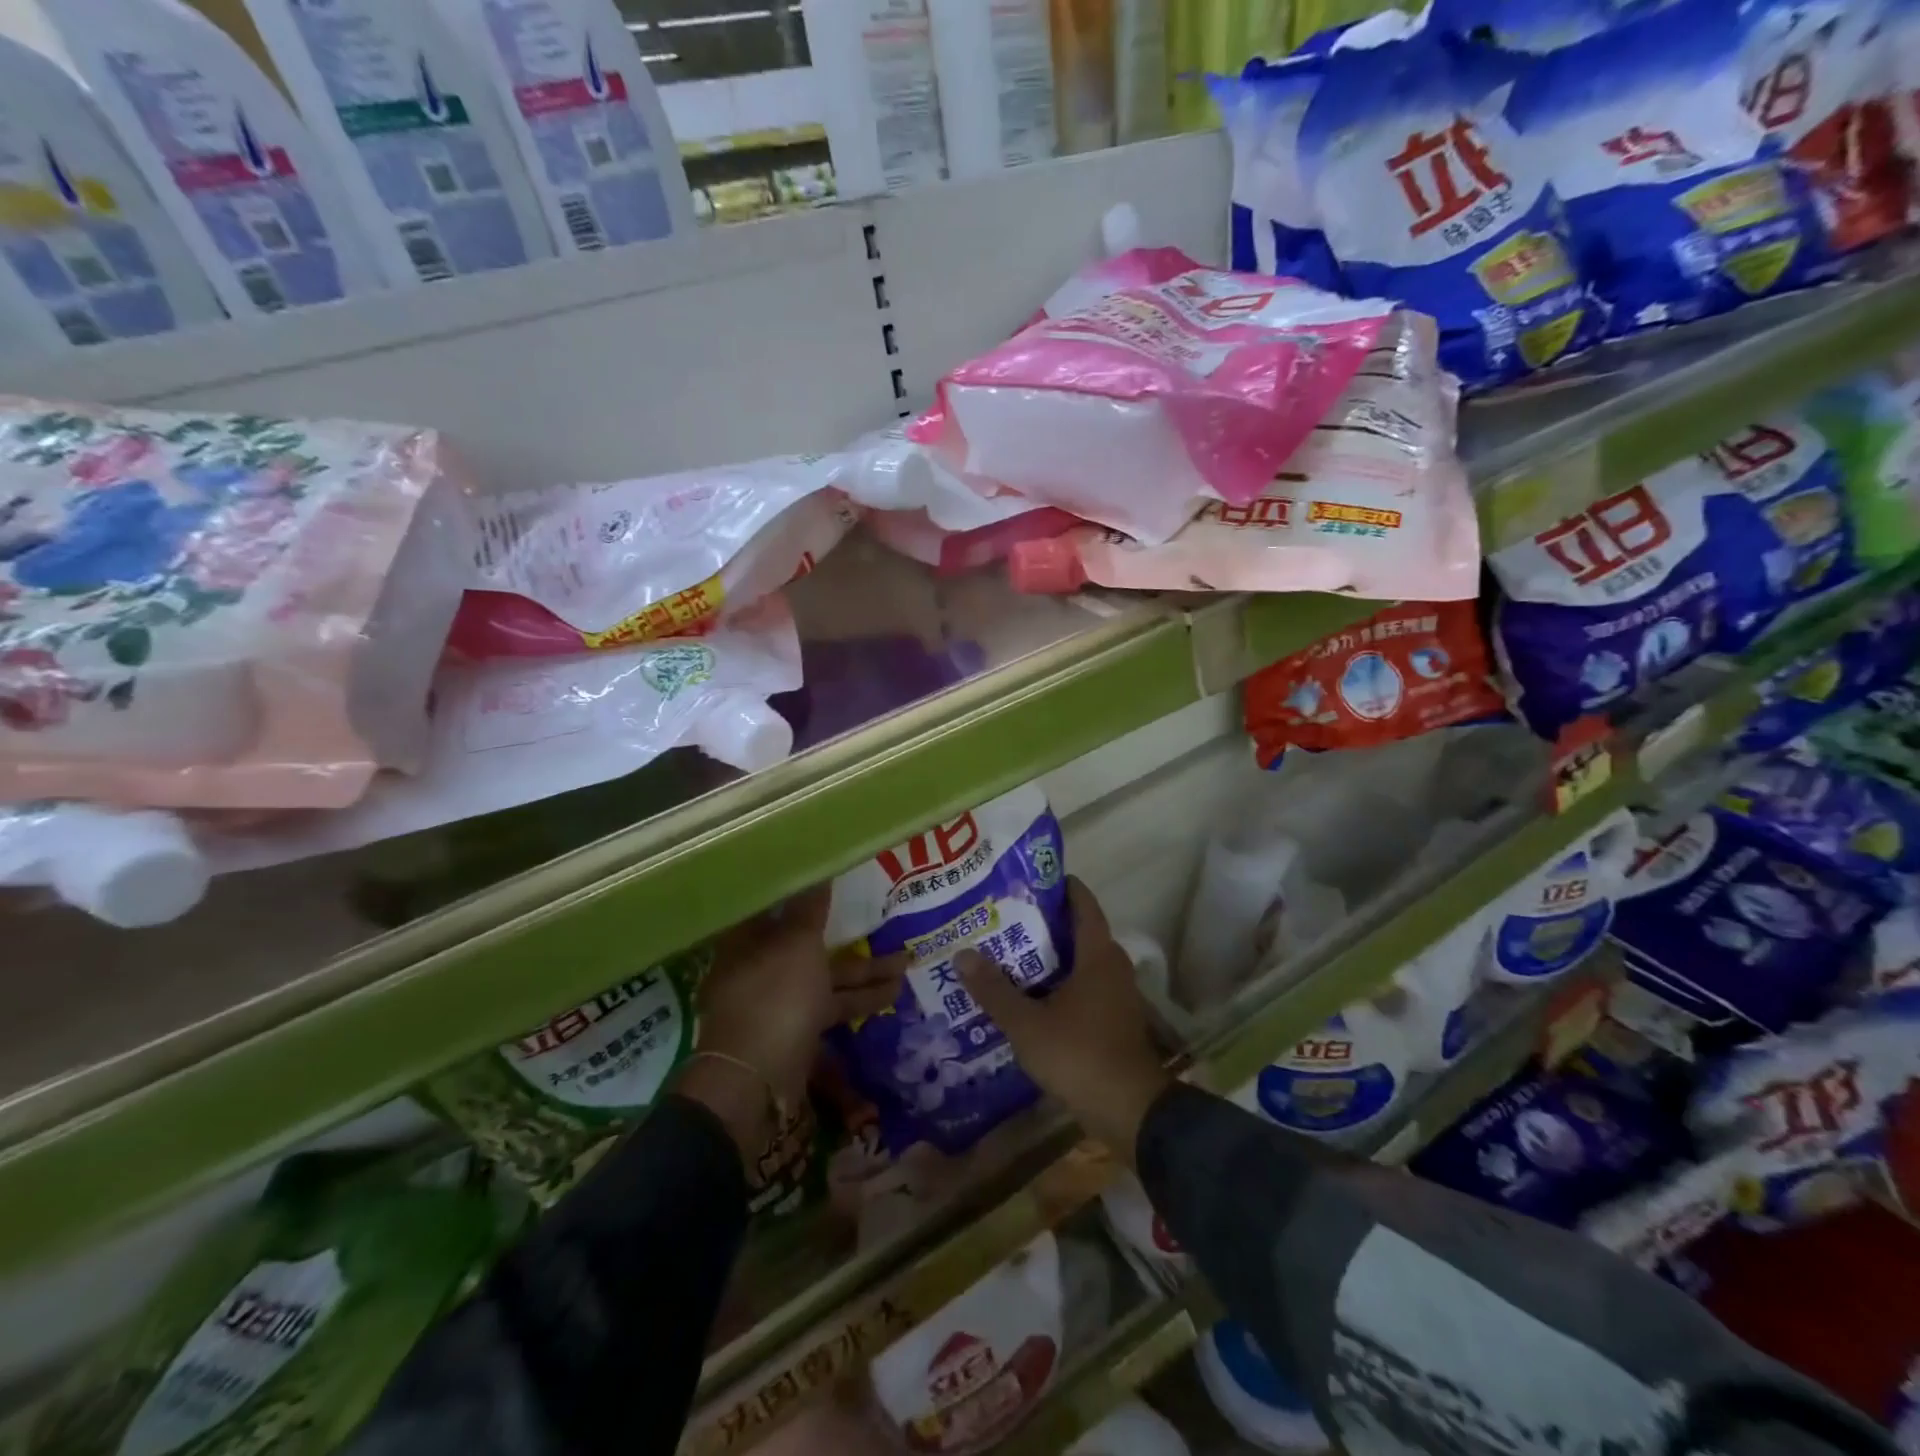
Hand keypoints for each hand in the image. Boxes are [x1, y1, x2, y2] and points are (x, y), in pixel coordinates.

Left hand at [679, 886, 907, 1165]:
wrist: (755, 1081)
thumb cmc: (774, 996)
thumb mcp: (797, 943)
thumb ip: (810, 907)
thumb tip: (818, 868)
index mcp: (748, 938)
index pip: (775, 902)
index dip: (804, 889)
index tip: (835, 877)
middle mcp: (759, 964)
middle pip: (807, 939)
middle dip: (847, 933)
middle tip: (883, 917)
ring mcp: (777, 999)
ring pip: (825, 975)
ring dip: (864, 970)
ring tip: (907, 962)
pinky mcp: (795, 1028)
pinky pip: (831, 1005)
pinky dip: (859, 1000)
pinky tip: (893, 994)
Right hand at [957, 878, 1172, 1164]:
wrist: (1131, 1112)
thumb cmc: (1080, 1056)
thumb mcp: (1028, 1024)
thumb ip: (994, 990)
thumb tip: (962, 954)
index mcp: (1098, 955)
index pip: (1082, 904)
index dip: (1060, 886)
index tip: (1028, 878)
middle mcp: (1112, 966)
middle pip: (1078, 931)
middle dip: (1044, 922)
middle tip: (1004, 916)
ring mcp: (1116, 995)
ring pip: (1080, 962)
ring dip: (1050, 956)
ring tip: (1008, 953)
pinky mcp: (1114, 1020)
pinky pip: (1083, 987)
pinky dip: (1059, 983)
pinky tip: (1029, 995)